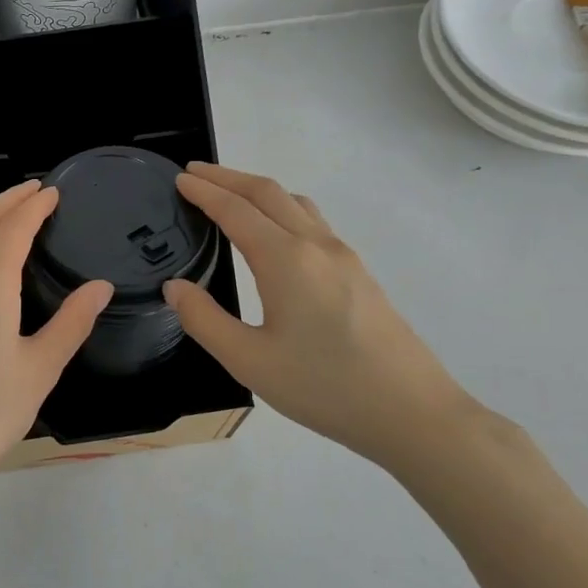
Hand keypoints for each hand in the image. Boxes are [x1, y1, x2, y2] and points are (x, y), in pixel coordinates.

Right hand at [163, 162, 479, 467]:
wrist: (411, 412)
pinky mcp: (359, 274)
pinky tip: (274, 233)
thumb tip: (175, 287)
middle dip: (228, 177)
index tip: (179, 179)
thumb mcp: (249, 361)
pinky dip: (281, 209)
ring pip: (295, 204)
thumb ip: (204, 320)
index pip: (236, 210)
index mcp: (286, 260)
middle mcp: (316, 246)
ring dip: (258, 190)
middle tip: (195, 174)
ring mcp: (343, 257)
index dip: (205, 192)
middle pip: (268, 193)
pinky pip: (312, 222)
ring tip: (230, 195)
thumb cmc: (324, 387)